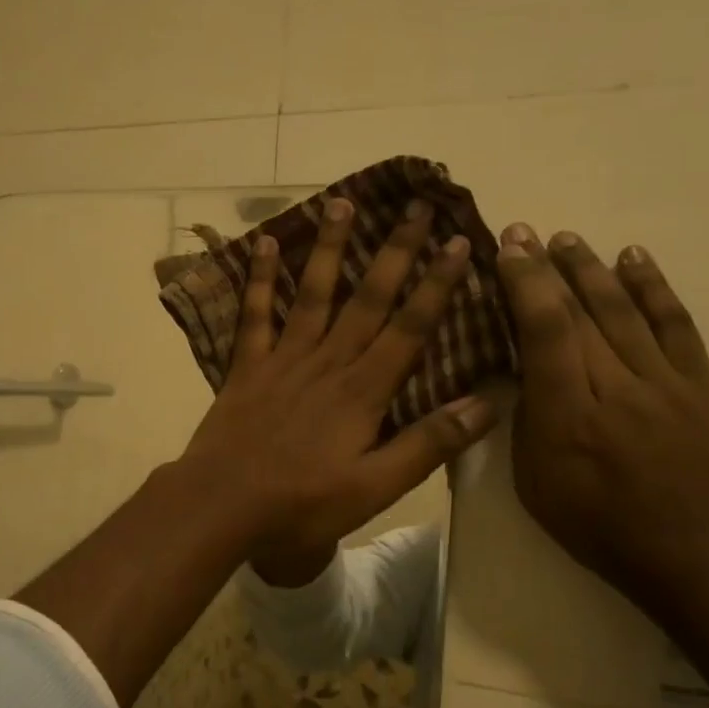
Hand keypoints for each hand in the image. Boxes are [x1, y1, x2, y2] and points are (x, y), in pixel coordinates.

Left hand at [177, 196, 497, 566]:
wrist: (221, 505)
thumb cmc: (301, 504)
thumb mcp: (375, 487)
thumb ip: (428, 444)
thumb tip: (486, 404)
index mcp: (364, 391)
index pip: (410, 327)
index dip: (436, 284)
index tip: (457, 241)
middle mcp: (328, 362)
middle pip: (368, 298)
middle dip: (396, 251)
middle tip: (416, 204)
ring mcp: (284, 360)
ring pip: (314, 294)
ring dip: (331, 248)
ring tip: (343, 202)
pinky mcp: (247, 367)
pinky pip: (255, 315)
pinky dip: (261, 279)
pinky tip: (267, 244)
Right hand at [494, 225, 708, 622]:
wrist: (703, 561)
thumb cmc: (604, 532)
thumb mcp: (538, 489)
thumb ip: (528, 425)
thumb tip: (524, 376)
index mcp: (568, 417)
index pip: (544, 331)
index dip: (524, 284)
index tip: (508, 248)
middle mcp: (617, 388)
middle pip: (580, 312)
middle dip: (549, 267)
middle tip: (528, 231)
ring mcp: (666, 383)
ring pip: (624, 310)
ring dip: (593, 269)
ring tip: (570, 238)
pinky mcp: (703, 388)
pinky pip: (676, 326)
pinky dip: (654, 288)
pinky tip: (634, 259)